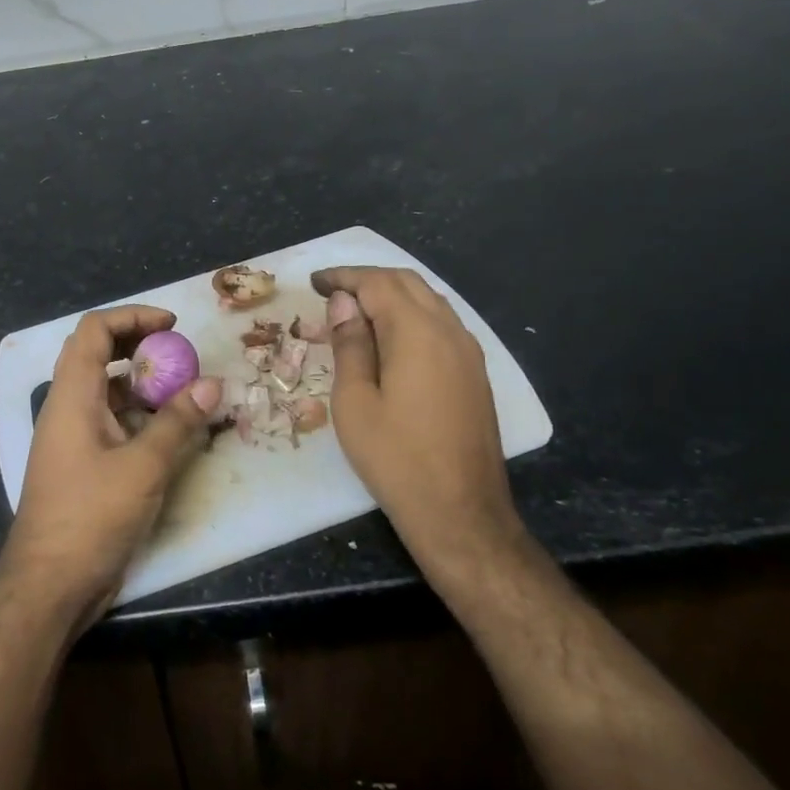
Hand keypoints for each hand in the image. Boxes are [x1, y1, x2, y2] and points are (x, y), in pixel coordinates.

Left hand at [0, 306, 222, 633]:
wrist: (49, 584)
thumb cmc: (91, 517)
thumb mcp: (143, 467)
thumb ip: (178, 423)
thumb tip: (212, 383)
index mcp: (72, 396)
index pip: (94, 330)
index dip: (132, 316)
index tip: (172, 326)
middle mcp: (67, 407)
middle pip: (96, 352)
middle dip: (138, 343)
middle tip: (179, 351)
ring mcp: (72, 436)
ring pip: (105, 388)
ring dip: (140, 381)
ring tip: (181, 388)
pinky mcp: (81, 462)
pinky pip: (109, 420)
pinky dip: (137, 413)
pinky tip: (167, 429)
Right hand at [310, 266, 526, 577]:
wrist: (460, 512)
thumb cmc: (395, 458)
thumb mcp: (355, 401)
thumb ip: (350, 344)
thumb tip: (344, 301)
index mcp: (417, 332)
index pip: (377, 283)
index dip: (343, 277)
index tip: (314, 282)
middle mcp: (449, 330)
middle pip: (407, 283)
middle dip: (368, 279)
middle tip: (331, 292)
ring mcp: (469, 352)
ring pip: (429, 300)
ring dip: (392, 294)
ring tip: (356, 310)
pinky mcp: (475, 373)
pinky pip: (442, 323)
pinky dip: (412, 314)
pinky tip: (391, 337)